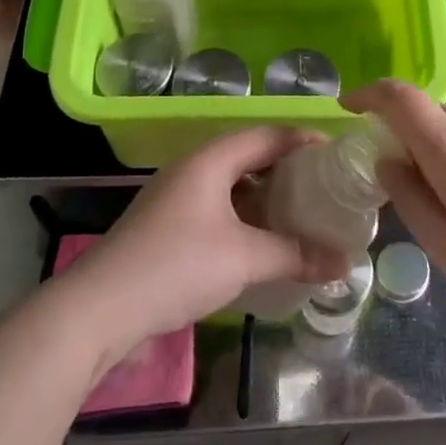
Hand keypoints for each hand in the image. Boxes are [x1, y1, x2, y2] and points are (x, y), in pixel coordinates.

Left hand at [66, 127, 348, 352]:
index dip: (303, 140)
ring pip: (232, 186)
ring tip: (299, 215)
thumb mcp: (245, 258)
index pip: (267, 135)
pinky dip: (244, 219)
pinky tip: (261, 243)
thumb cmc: (177, 265)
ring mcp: (175, 199)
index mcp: (210, 160)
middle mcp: (192, 170)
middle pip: (249, 157)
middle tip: (323, 188)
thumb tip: (345, 263)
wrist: (100, 308)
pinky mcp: (167, 227)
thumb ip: (296, 254)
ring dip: (265, 198)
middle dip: (287, 170)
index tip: (337, 155)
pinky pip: (217, 210)